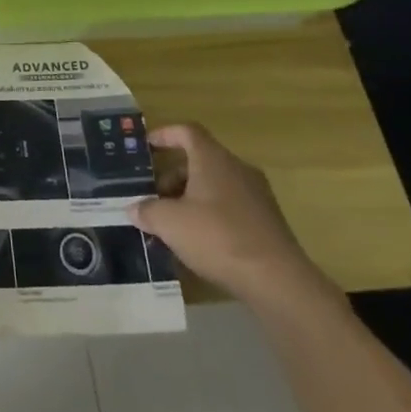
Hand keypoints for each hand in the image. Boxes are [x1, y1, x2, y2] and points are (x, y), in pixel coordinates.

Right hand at [131, 123, 320, 303]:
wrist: (276, 280)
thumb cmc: (217, 237)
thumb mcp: (169, 223)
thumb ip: (146, 210)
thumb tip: (134, 208)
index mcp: (213, 159)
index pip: (187, 131)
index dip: (164, 134)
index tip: (146, 146)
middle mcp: (237, 169)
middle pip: (199, 160)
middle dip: (171, 176)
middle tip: (152, 198)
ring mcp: (256, 195)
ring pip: (214, 185)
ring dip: (189, 197)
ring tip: (170, 223)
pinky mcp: (266, 221)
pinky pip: (229, 206)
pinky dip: (209, 214)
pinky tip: (197, 240)